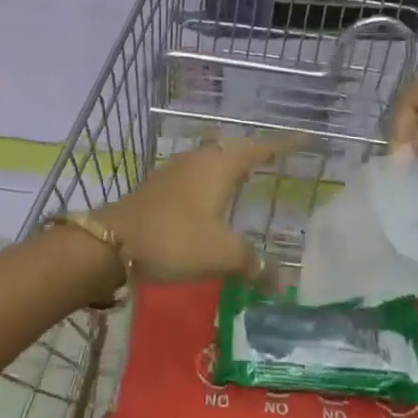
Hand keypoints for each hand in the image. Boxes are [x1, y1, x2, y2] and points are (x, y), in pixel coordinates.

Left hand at [98, 139, 279, 281]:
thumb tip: (280, 280)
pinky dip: (213, 179)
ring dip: (231, 163)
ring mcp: (176, 171)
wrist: (112, 242)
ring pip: (212, 159)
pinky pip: (197, 174)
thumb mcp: (221, 253)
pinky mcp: (159, 186)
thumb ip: (253, 263)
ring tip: (248, 175)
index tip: (305, 137)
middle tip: (277, 157)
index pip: (259, 148)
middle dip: (256, 151)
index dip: (283, 144)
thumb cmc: (174, 239)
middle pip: (234, 148)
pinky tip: (212, 198)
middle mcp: (199, 160)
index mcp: (219, 166)